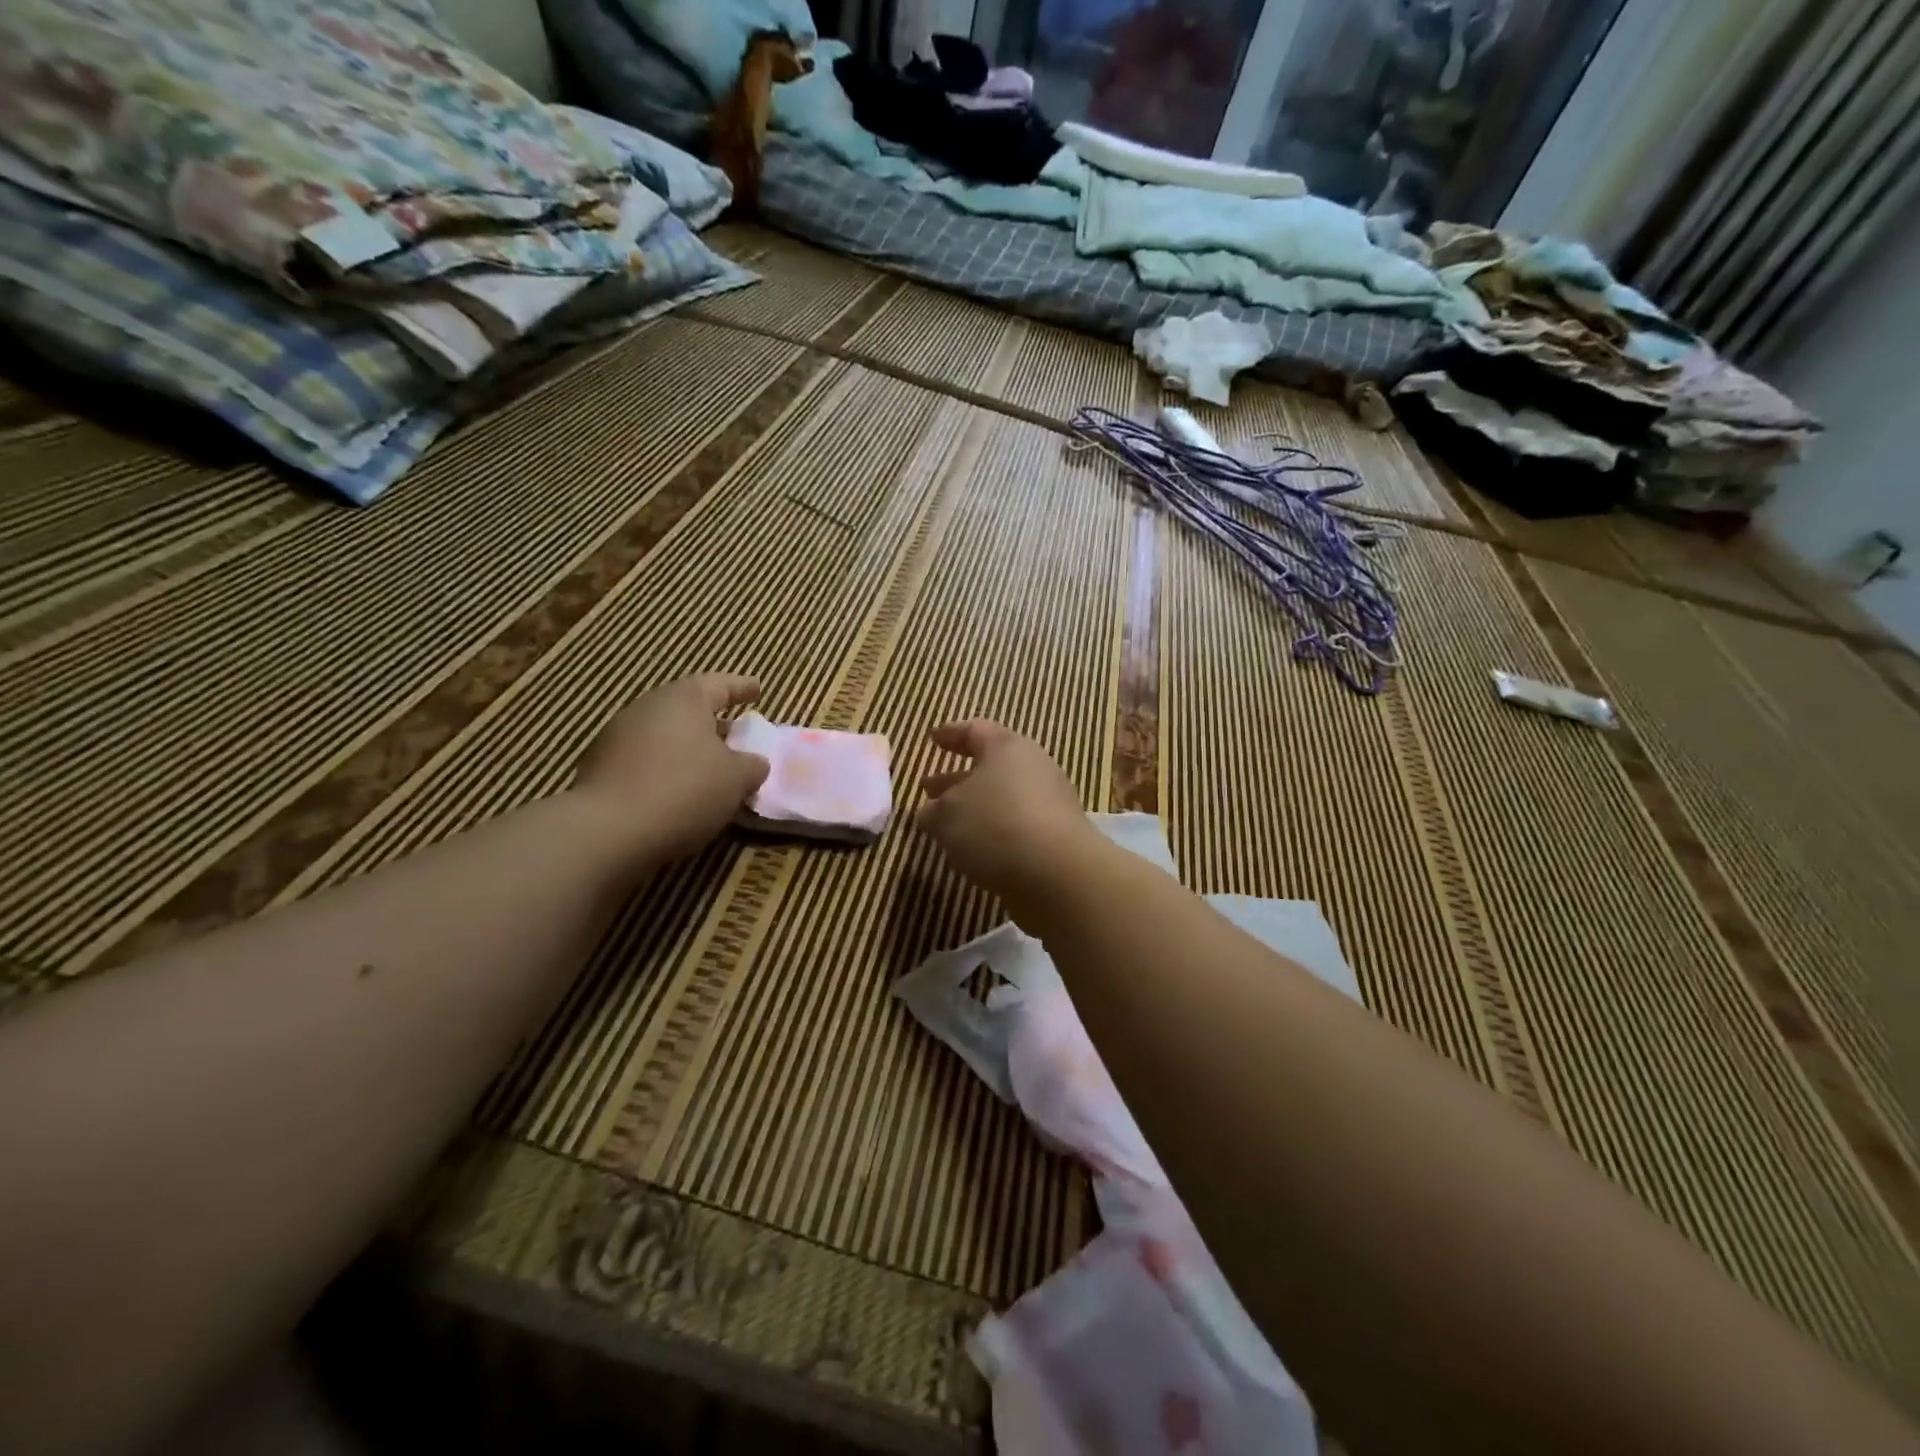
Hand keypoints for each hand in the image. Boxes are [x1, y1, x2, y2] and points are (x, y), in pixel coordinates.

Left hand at [573, 675, 769, 860]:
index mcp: (684, 699)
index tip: (757, 689)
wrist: (607, 830)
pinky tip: (677, 793)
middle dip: (714, 723)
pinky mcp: (600, 768)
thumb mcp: (737, 779)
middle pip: (688, 709)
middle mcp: (648, 708)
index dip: (742, 687)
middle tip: (736, 738)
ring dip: (688, 749)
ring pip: (665, 736)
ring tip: (709, 771)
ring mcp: (618, 736)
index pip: (720, 684)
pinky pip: (645, 761)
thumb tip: (754, 762)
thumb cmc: (685, 790)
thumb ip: (752, 765)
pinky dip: (665, 770)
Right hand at [916, 720, 1100, 912]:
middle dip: (957, 780)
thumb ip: (933, 811)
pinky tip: (976, 850)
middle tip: (928, 790)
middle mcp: (1033, 767)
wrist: (1058, 873)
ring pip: (1003, 798)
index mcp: (1006, 747)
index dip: (950, 734)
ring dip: (974, 809)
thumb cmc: (994, 826)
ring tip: (947, 826)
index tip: (932, 739)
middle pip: (990, 767)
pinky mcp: (1058, 836)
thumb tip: (931, 812)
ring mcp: (1051, 802)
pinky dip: (995, 831)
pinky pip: (1018, 825)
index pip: (975, 731)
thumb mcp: (947, 816)